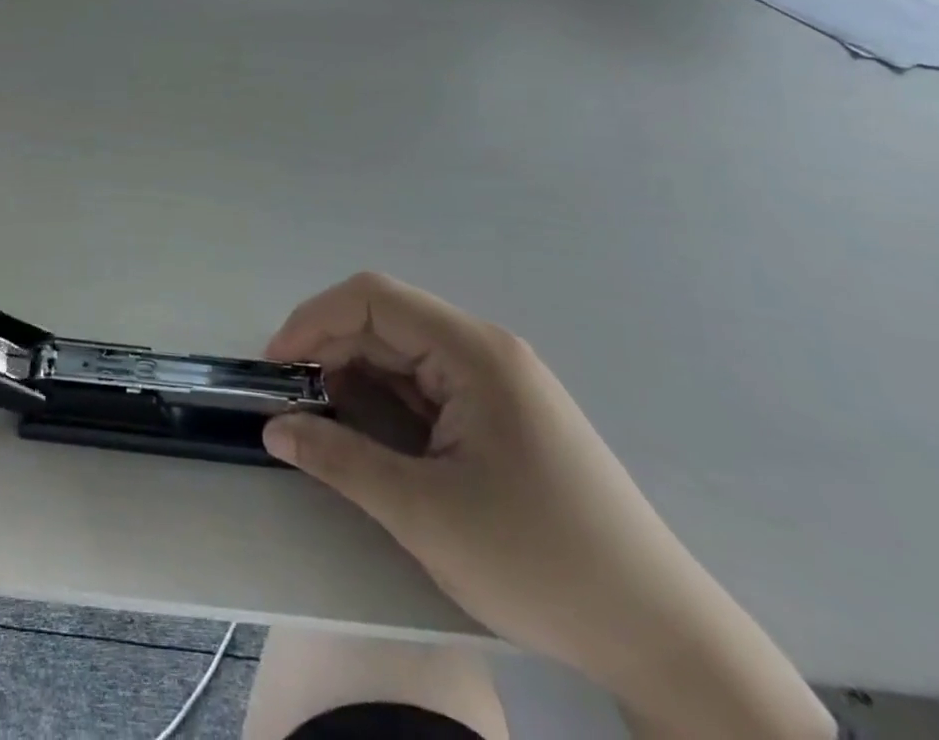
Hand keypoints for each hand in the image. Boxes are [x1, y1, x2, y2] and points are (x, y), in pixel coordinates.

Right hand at [263, 274, 832, 738]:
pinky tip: (371, 438)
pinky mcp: (502, 414)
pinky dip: (387, 401)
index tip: (277, 367)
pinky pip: (426, 385)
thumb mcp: (425, 514)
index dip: (314, 321)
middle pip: (385, 322)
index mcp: (473, 353)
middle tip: (293, 403)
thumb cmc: (541, 564)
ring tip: (324, 424)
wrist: (664, 639)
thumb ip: (340, 460)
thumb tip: (274, 428)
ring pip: (402, 354)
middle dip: (330, 352)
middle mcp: (485, 351)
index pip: (373, 299)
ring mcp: (498, 382)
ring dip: (355, 378)